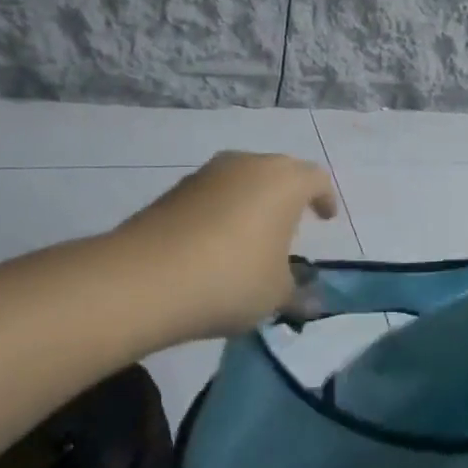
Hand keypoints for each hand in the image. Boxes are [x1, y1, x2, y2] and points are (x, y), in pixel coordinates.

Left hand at [113, 152, 338, 341]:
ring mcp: (208, 174)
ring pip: (243, 180)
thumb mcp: (276, 295)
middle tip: (291, 225)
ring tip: (250, 237)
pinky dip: (221, 212)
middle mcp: (250, 165)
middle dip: (288, 196)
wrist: (141, 280)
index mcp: (286, 181)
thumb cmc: (231, 278)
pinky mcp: (173, 190)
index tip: (325, 219)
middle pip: (279, 172)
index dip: (325, 199)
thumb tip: (313, 302)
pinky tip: (213, 245)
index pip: (317, 179)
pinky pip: (212, 195)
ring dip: (252, 202)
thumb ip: (298, 293)